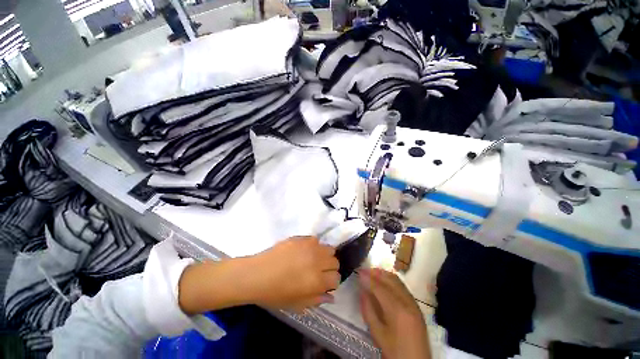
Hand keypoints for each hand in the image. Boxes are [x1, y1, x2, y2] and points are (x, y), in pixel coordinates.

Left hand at [246, 236, 339, 310]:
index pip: (336, 278)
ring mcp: (309, 247)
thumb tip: (332, 296)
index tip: (324, 283)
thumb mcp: (297, 304)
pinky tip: (304, 251)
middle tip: (319, 271)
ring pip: (329, 248)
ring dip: (324, 255)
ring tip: (313, 260)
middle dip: (329, 268)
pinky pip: (316, 240)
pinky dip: (314, 246)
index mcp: (316, 281)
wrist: (257, 274)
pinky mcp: (302, 238)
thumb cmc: (275, 293)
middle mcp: (317, 261)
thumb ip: (317, 300)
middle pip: (335, 261)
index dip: (331, 282)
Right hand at [358, 268, 430, 358]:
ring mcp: (414, 303)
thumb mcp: (377, 333)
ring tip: (372, 273)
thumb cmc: (395, 351)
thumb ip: (368, 310)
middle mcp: (407, 302)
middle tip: (364, 270)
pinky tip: (384, 282)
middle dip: (376, 272)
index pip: (379, 287)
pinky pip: (403, 286)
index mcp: (397, 310)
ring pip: (398, 281)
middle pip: (390, 279)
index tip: (359, 271)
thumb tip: (362, 291)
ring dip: (384, 274)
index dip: (368, 278)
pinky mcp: (417, 306)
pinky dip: (392, 280)